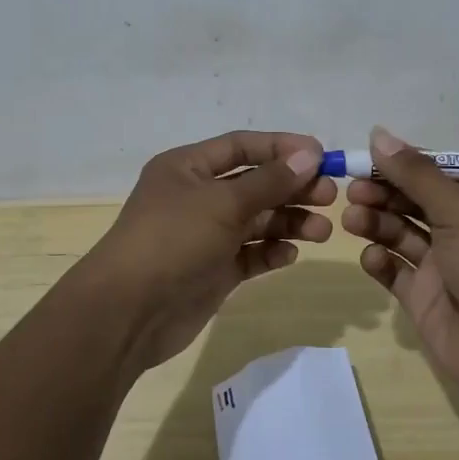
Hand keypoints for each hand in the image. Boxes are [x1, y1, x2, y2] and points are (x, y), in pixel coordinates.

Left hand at [73, 130, 335, 370]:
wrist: (128, 312)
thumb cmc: (173, 240)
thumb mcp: (223, 203)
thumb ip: (269, 180)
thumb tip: (310, 154)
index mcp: (188, 167)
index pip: (242, 146)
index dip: (282, 148)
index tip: (322, 155)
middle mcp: (197, 196)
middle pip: (254, 183)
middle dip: (292, 188)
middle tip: (330, 197)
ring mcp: (205, 235)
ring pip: (256, 220)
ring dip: (289, 222)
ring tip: (322, 231)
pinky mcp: (213, 270)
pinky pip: (250, 254)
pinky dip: (271, 252)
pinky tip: (290, 254)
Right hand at [343, 126, 458, 406]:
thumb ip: (416, 173)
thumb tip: (378, 134)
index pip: (438, 172)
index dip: (403, 163)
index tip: (367, 156)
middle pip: (414, 200)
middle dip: (383, 192)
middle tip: (353, 190)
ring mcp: (444, 265)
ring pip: (401, 233)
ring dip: (376, 222)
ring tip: (352, 219)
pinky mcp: (425, 298)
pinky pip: (395, 271)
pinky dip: (380, 261)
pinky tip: (372, 257)